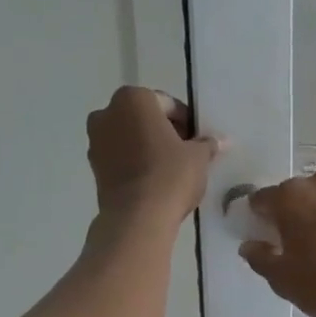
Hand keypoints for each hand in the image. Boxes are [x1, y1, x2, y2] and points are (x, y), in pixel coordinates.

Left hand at [86, 87, 219, 223]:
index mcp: (134, 99)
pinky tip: (153, 180)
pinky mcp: (94, 167)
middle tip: (186, 153)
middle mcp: (107, 112)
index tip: (198, 141)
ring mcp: (96, 140)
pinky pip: (120, 157)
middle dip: (164, 132)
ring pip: (130, 137)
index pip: (168, 104)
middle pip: (144, 118)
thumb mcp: (198, 157)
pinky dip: (134, 163)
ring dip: (148, 147)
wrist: (137, 218)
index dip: (187, 122)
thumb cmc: (170, 175)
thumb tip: (221, 140)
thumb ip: (207, 143)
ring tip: (170, 169)